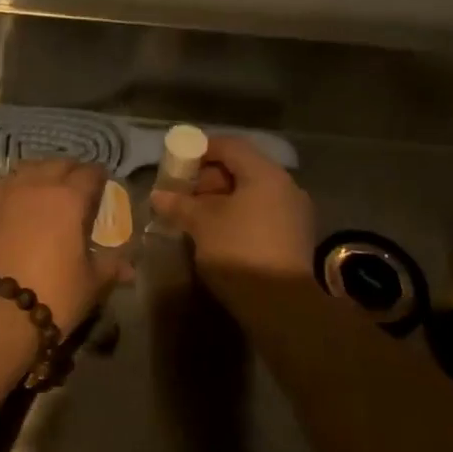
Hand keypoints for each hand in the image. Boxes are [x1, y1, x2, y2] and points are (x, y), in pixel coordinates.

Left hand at [0, 159, 125, 333]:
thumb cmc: (54, 294)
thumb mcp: (91, 283)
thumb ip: (111, 267)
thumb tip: (130, 267)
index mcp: (70, 198)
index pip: (90, 173)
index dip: (100, 177)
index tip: (104, 185)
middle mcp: (38, 185)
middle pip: (58, 164)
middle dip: (72, 171)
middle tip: (79, 186)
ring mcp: (8, 193)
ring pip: (29, 168)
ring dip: (43, 173)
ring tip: (49, 188)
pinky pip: (6, 184)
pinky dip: (18, 185)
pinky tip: (20, 198)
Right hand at [149, 135, 315, 283]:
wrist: (283, 305)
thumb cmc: (240, 250)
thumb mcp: (202, 223)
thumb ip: (180, 204)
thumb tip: (158, 195)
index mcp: (265, 174)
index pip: (230, 146)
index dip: (200, 149)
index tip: (177, 163)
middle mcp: (285, 186)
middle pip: (242, 168)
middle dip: (208, 178)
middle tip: (183, 193)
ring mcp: (293, 213)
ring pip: (251, 193)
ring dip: (222, 199)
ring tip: (195, 216)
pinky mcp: (294, 237)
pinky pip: (260, 213)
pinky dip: (237, 215)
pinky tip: (217, 233)